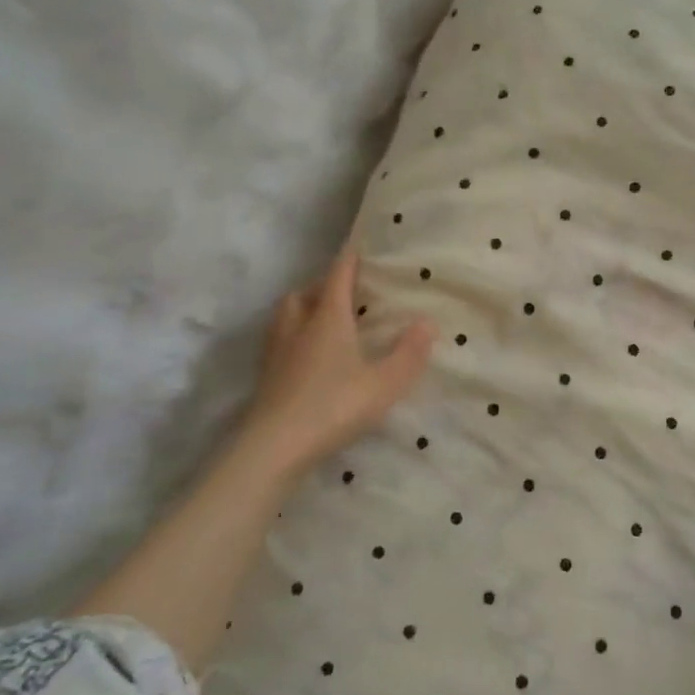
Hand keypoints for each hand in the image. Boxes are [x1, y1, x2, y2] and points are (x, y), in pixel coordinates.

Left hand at [238, 249, 434, 483]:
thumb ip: (408, 354)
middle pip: (306, 293)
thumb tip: (428, 321)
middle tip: (343, 289)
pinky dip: (293, 334)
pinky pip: (279, 339)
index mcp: (328, 320)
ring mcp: (277, 351)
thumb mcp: (384, 384)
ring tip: (322, 317)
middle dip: (323, 285)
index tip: (357, 246)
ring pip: (286, 314)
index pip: (338, 278)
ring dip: (303, 307)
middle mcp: (298, 327)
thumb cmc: (334, 407)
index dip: (349, 260)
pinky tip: (306, 354)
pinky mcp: (266, 376)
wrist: (274, 447)